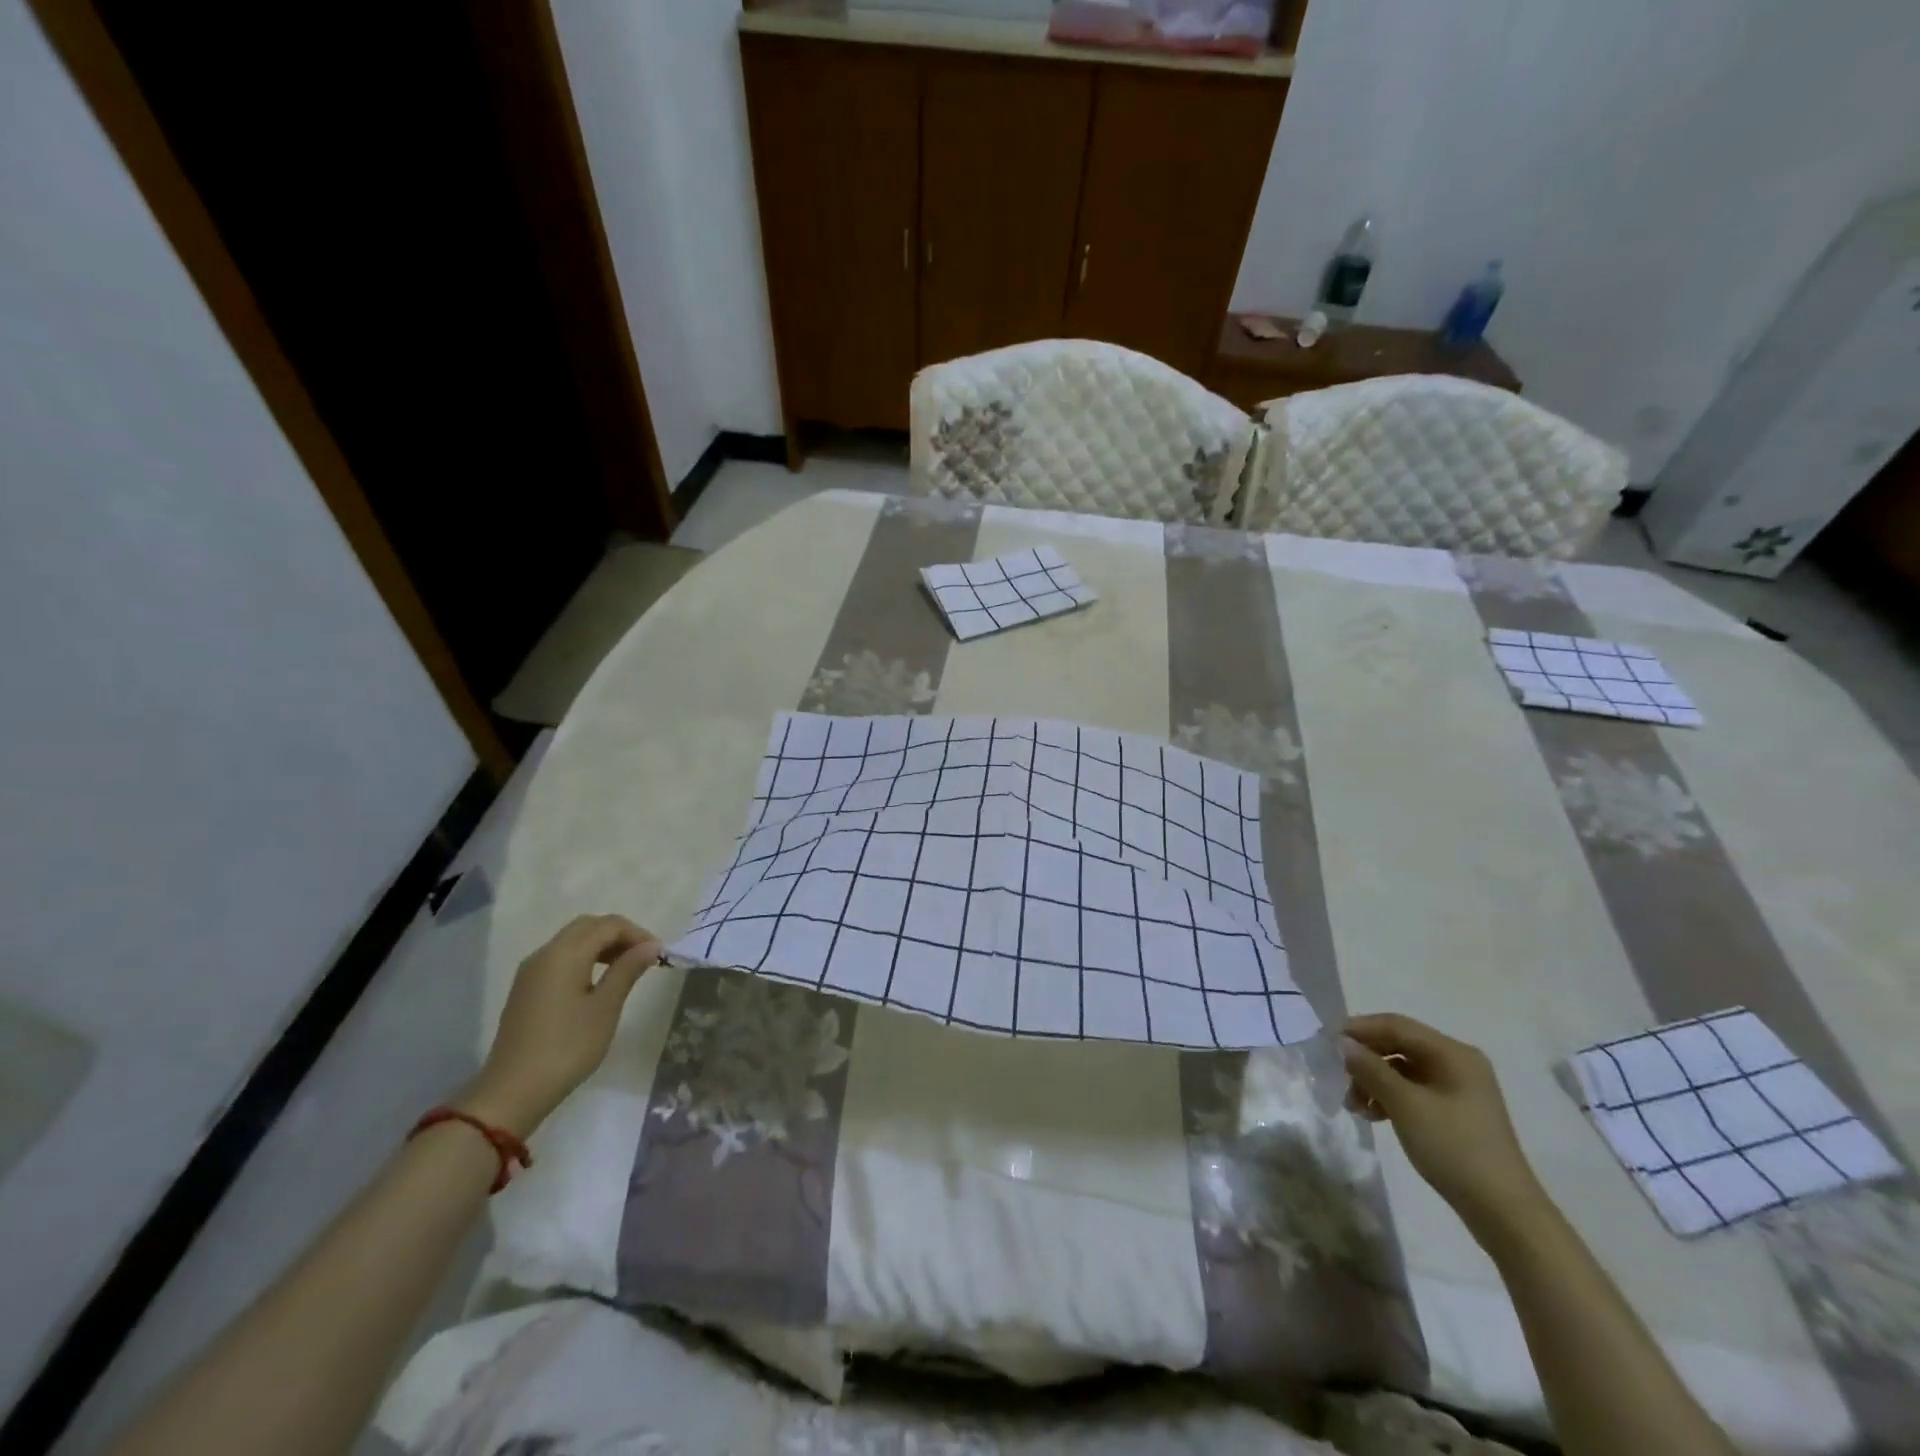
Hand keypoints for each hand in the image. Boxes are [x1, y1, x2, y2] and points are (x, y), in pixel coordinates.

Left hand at [461, 915, 662, 1137]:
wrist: (513, 1091)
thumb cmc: (567, 1047)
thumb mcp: (605, 1007)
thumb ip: (628, 970)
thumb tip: (651, 945)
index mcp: (564, 954)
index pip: (608, 925)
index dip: (637, 933)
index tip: (659, 954)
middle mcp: (545, 954)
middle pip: (588, 926)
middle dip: (619, 935)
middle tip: (643, 957)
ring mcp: (531, 971)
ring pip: (573, 940)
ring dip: (602, 945)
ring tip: (626, 969)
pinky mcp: (526, 988)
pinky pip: (560, 958)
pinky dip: (584, 958)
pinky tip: (597, 982)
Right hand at [1342, 1013, 1548, 1238]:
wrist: (1504, 1212)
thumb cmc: (1454, 1149)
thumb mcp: (1405, 1105)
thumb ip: (1371, 1069)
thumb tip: (1342, 1043)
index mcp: (1452, 1053)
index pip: (1396, 1025)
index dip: (1359, 1029)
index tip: (1327, 1042)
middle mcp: (1458, 1063)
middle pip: (1399, 1045)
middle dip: (1366, 1059)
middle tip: (1339, 1077)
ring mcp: (1459, 1088)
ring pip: (1403, 1069)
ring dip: (1374, 1080)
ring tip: (1354, 1105)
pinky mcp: (1456, 1112)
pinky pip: (1414, 1090)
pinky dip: (1390, 1096)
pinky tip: (1374, 1115)